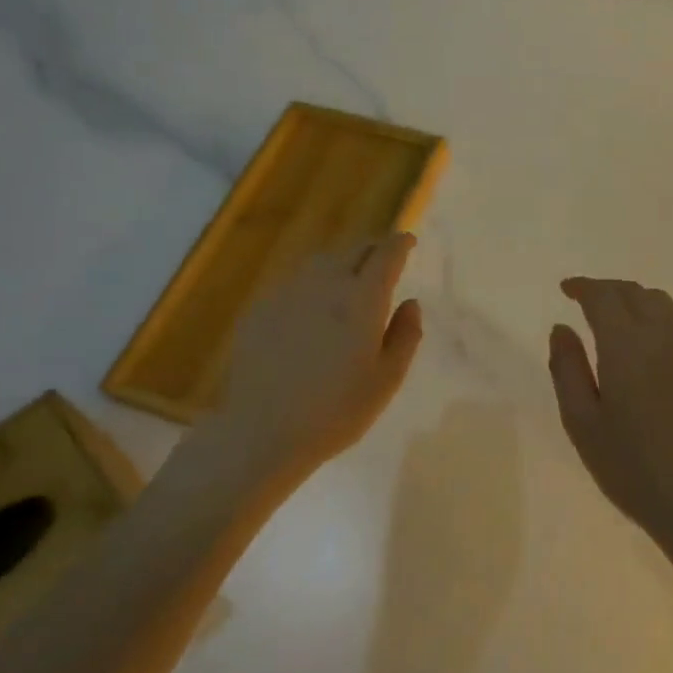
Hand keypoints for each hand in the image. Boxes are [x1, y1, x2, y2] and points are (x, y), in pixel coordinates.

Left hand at [183, 234, 424, 491]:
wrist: (261, 431)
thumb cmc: (336, 411)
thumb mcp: (386, 380)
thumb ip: (405, 335)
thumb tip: (411, 302)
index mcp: (362, 299)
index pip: (386, 254)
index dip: (400, 243)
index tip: (408, 241)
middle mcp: (326, 284)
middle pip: (353, 250)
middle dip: (373, 250)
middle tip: (384, 261)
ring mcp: (288, 293)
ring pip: (322, 262)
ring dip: (342, 263)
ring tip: (349, 280)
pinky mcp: (261, 308)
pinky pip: (295, 282)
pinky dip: (313, 284)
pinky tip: (312, 309)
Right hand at [547, 278, 672, 546]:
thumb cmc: (632, 465)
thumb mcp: (582, 422)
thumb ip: (567, 369)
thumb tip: (561, 329)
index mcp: (627, 344)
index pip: (604, 296)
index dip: (583, 287)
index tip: (566, 289)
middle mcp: (663, 337)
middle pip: (637, 292)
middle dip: (609, 289)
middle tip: (587, 300)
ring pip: (663, 306)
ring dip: (635, 302)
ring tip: (615, 320)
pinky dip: (655, 324)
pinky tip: (644, 354)